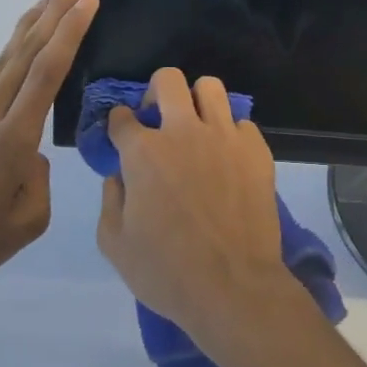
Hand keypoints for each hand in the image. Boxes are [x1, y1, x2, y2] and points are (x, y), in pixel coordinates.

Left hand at [0, 0, 98, 318]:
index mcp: (10, 142)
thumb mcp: (26, 225)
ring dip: (32, 27)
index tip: (89, 1)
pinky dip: (10, 60)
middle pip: (25, 51)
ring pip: (2, 61)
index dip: (70, 31)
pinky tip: (20, 61)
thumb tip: (30, 153)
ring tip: (52, 0)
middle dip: (56, 11)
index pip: (47, 72)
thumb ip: (39, 178)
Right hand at [95, 69, 295, 360]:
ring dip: (197, 100)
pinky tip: (226, 156)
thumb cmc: (166, 271)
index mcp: (144, 152)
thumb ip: (110, 199)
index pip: (121, 116)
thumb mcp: (115, 244)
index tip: (121, 135)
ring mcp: (225, 136)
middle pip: (168, 80)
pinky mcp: (256, 149)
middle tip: (158, 118)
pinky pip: (241, 122)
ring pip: (210, 87)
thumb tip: (118, 175)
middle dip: (156, 92)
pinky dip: (230, 132)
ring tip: (195, 125)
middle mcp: (184, 132)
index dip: (117, 124)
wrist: (233, 286)